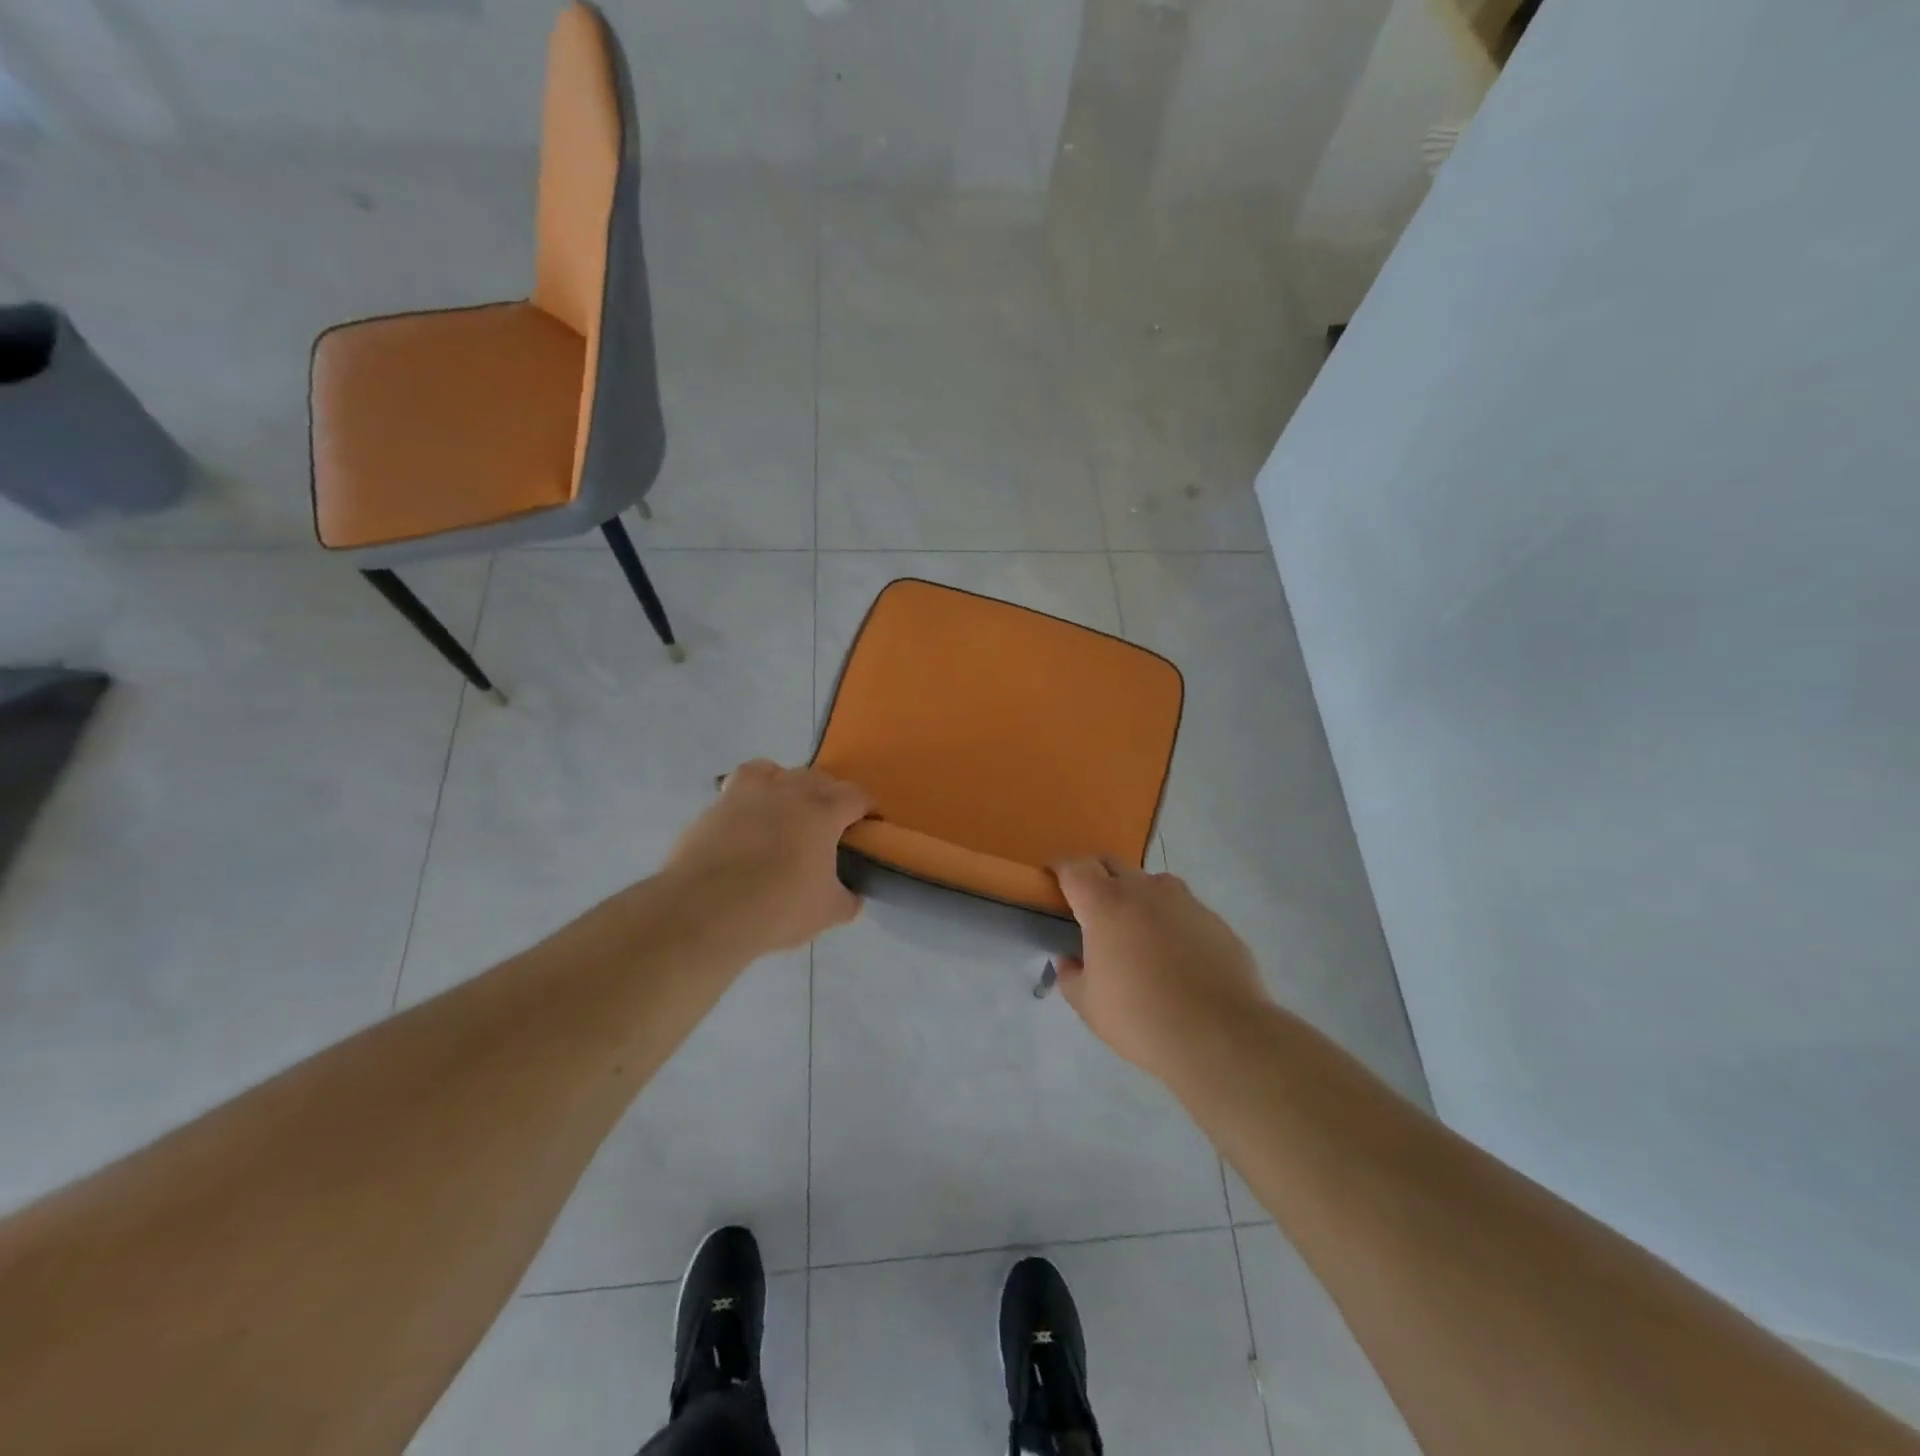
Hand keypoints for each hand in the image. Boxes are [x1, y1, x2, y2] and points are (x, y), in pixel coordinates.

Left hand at [664, 761, 871, 954]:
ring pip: (777, 771)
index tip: (869, 823)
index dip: (867, 807)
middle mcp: (789, 791)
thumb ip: (847, 899)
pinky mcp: (717, 805)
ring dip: (788, 784)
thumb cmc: (778, 908)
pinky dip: (751, 795)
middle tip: (830, 824)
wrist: (706, 909)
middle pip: (819, 778)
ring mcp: (749, 793)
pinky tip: (749, 817)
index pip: (857, 796)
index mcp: (823, 812)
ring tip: (787, 810)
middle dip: (830, 795)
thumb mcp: (827, 913)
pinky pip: (740, 785)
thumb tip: (852, 895)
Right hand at [1053, 857, 1268, 1079]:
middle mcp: (1144, 891)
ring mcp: (1184, 901)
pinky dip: (1172, 920)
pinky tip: (1177, 955)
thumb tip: (1069, 960)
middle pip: (1113, 864)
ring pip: (1153, 883)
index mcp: (1105, 904)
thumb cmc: (1141, 1018)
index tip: (1053, 877)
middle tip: (1091, 904)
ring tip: (1138, 929)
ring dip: (1138, 895)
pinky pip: (1184, 909)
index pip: (1075, 868)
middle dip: (1097, 875)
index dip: (1060, 868)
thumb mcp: (1089, 1005)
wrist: (1220, 1036)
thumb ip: (1071, 976)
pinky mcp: (1215, 920)